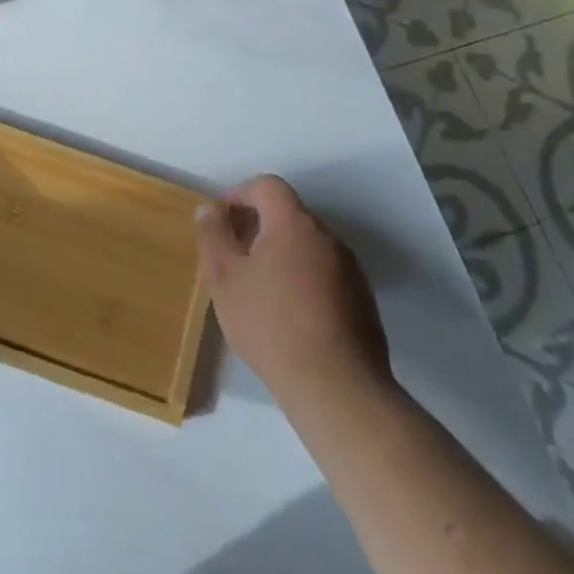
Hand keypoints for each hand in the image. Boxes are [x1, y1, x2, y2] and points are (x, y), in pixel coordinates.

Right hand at [196, 175, 393, 425]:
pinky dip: (302, 276)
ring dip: (281, 252)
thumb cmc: (270, 323)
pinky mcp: (362, 300)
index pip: (268, 186)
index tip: (221, 219)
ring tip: (258, 286)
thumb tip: (211, 209)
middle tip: (233, 254)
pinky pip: (325, 271)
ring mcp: (351, 270)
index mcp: (294, 224)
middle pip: (289, 214)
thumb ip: (213, 235)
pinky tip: (288, 312)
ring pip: (308, 244)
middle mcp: (328, 238)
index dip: (240, 193)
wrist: (336, 387)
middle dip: (258, 224)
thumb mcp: (224, 277)